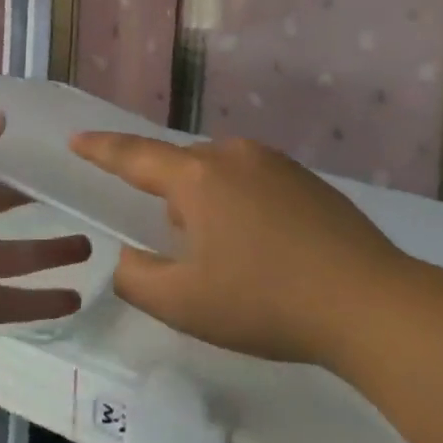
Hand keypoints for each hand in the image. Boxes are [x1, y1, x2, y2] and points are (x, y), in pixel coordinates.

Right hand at [68, 134, 407, 365]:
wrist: (366, 300)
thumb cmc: (264, 301)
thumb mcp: (184, 303)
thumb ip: (137, 278)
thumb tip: (129, 257)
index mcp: (199, 178)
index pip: (136, 157)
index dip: (102, 149)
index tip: (77, 138)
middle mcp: (236, 156)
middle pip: (183, 169)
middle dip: (170, 200)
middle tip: (177, 247)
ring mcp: (277, 164)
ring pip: (222, 176)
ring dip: (209, 206)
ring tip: (226, 256)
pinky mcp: (308, 180)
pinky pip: (255, 183)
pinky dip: (243, 208)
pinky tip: (264, 250)